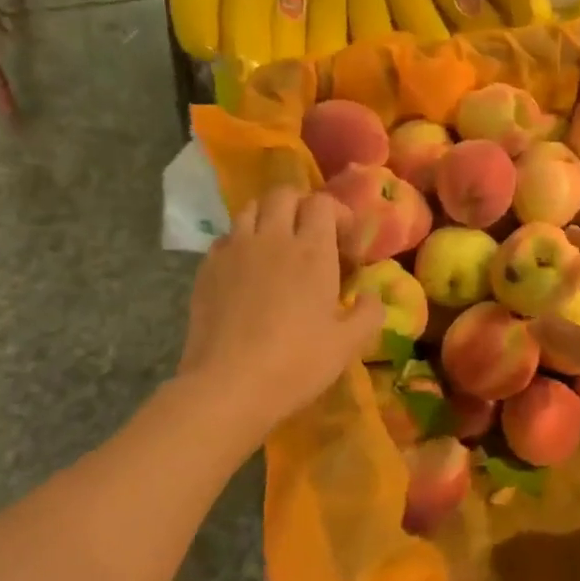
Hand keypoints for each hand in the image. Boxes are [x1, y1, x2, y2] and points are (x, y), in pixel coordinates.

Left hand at [178, 189, 384, 426]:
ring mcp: (234, 250)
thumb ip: (370, 313)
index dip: (338, 215)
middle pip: (284, 194)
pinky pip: (227, 237)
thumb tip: (372, 296)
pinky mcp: (207, 268)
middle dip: (302, 206)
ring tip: (278, 246)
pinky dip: (242, 241)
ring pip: (251, 208)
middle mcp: (272, 238)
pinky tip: (248, 270)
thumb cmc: (297, 362)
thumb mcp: (349, 344)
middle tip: (312, 237)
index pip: (323, 204)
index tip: (346, 245)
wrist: (228, 386)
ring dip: (269, 217)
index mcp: (312, 251)